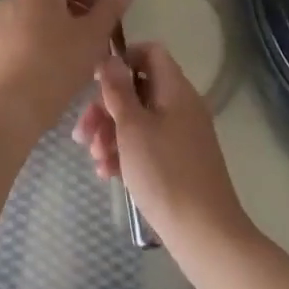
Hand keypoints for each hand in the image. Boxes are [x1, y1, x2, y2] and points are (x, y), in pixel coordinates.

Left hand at [0, 0, 133, 145]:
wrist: (9, 110)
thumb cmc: (56, 66)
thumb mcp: (93, 36)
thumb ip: (111, 8)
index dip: (99, 2)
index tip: (111, 29)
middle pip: (58, 1)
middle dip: (83, 21)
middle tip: (99, 49)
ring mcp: (1, 22)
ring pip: (43, 22)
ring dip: (65, 36)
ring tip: (80, 65)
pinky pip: (27, 39)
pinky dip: (45, 49)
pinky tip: (56, 74)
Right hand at [72, 42, 252, 251]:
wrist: (205, 235)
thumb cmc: (164, 173)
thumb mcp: (132, 128)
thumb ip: (118, 89)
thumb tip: (110, 58)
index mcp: (175, 90)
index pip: (150, 53)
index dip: (122, 60)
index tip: (96, 83)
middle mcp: (181, 106)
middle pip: (139, 89)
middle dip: (107, 107)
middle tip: (83, 132)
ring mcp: (182, 135)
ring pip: (140, 119)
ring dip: (112, 133)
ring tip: (94, 158)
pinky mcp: (180, 162)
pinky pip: (148, 144)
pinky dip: (126, 153)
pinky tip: (107, 172)